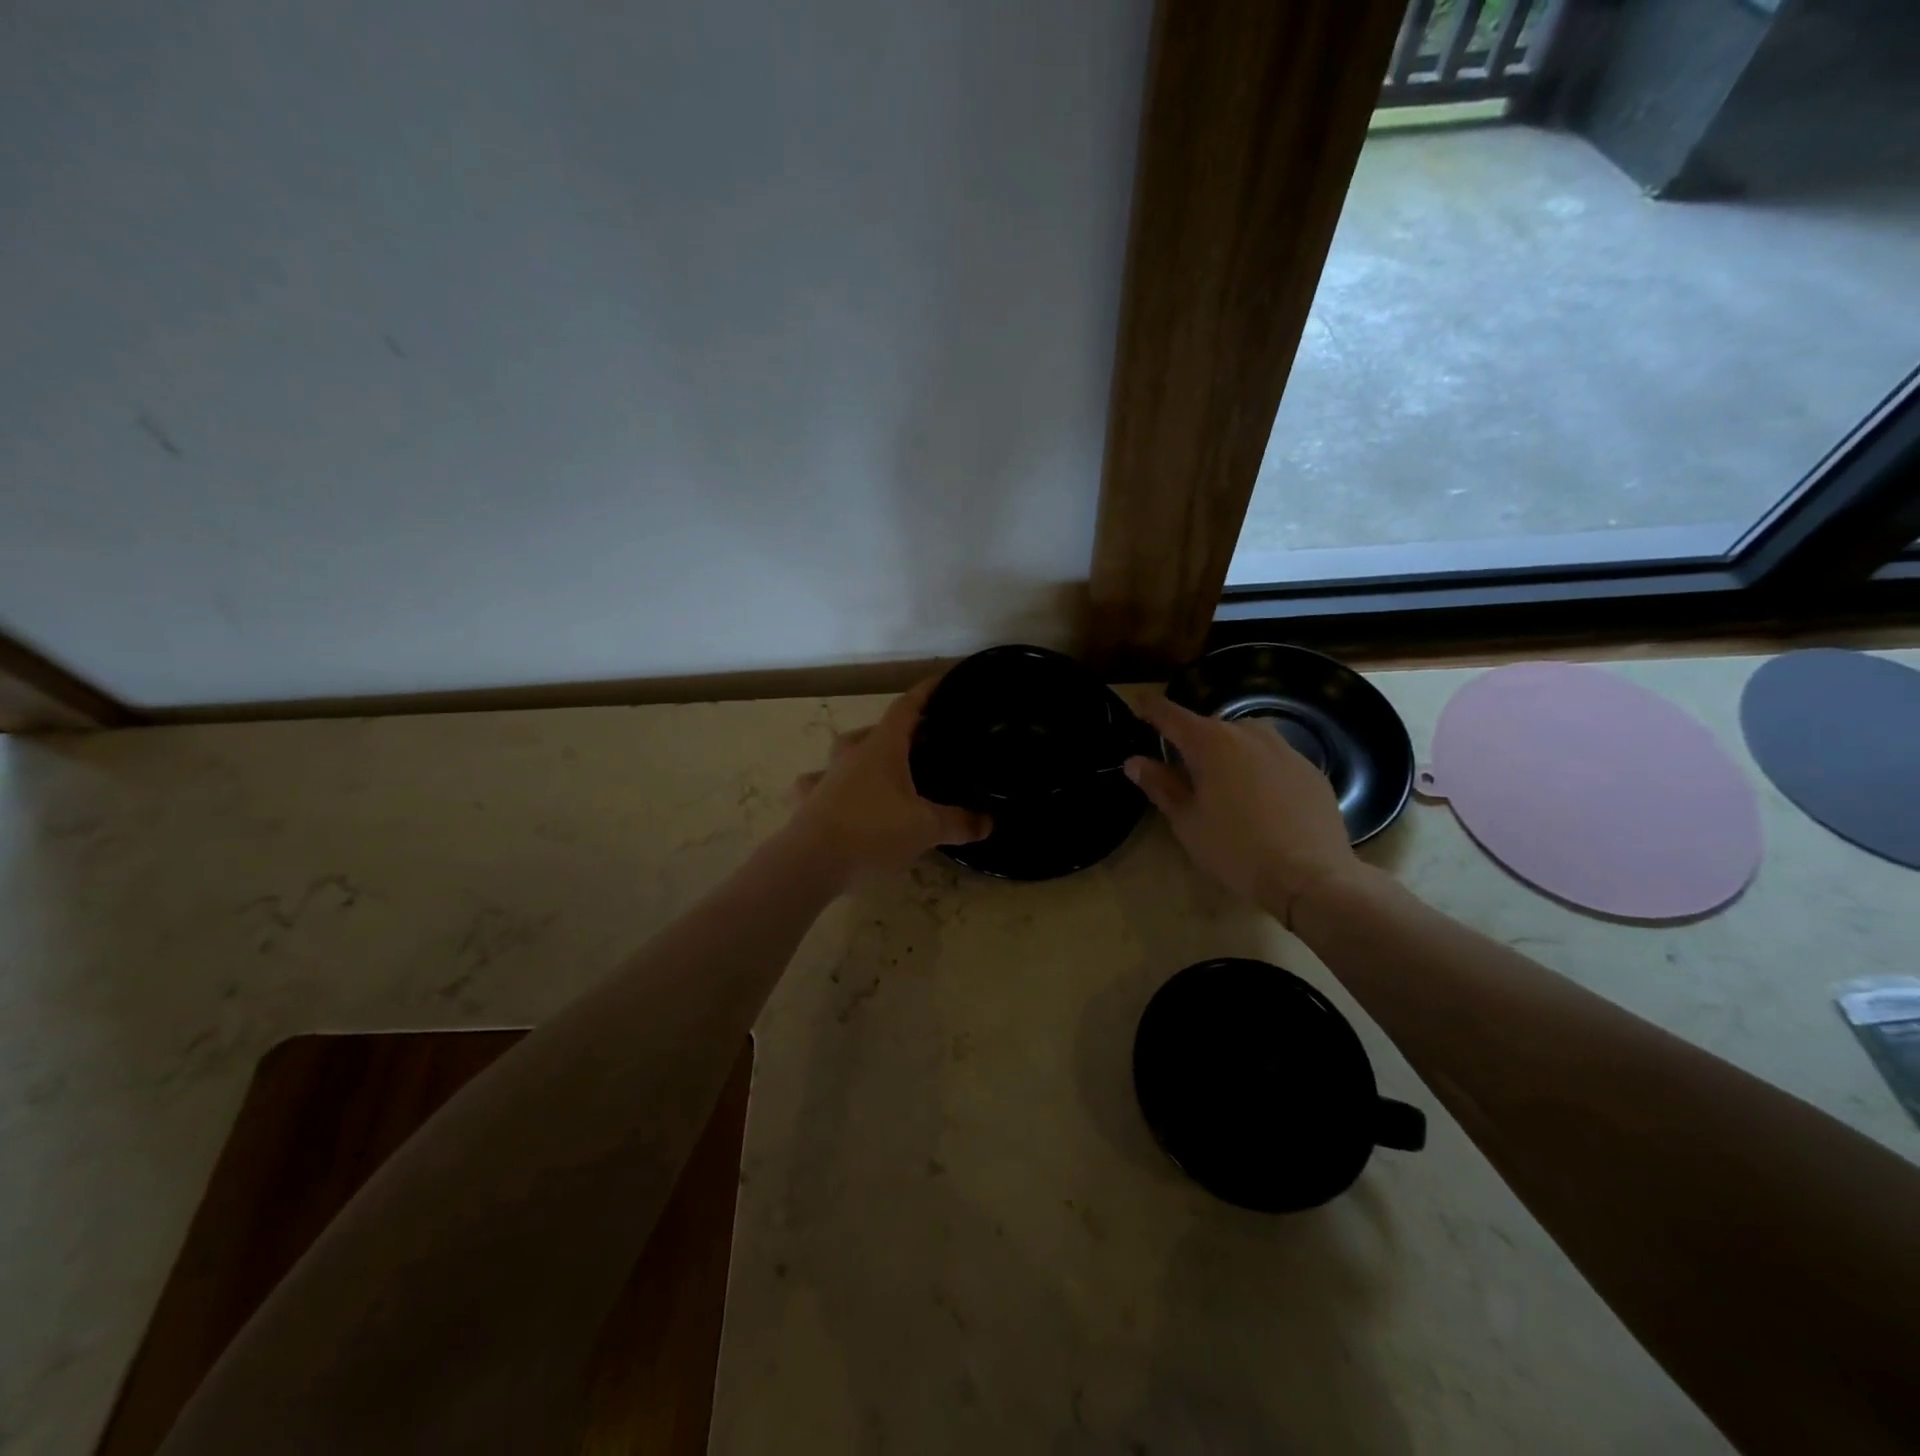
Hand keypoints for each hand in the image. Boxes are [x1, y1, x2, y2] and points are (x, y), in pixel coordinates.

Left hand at [786, 678, 991, 879]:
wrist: (811, 862)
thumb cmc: (873, 831)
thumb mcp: (926, 828)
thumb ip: (959, 822)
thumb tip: (989, 822)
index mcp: (882, 748)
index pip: (906, 708)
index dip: (925, 693)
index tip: (941, 681)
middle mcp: (852, 755)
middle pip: (875, 730)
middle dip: (898, 731)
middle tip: (920, 742)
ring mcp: (826, 777)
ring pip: (844, 753)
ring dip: (862, 754)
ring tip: (881, 768)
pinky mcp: (809, 802)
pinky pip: (819, 785)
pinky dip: (829, 785)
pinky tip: (835, 796)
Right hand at [1125, 693, 1363, 925]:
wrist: (1310, 876)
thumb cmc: (1235, 849)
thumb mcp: (1186, 821)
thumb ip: (1160, 785)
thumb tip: (1134, 761)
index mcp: (1210, 742)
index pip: (1171, 715)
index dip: (1151, 707)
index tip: (1138, 702)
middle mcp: (1248, 734)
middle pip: (1210, 726)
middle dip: (1192, 740)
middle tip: (1181, 767)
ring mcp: (1285, 749)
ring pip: (1246, 738)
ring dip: (1228, 750)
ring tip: (1222, 781)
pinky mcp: (1310, 770)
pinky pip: (1274, 758)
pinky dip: (1259, 768)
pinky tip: (1261, 800)